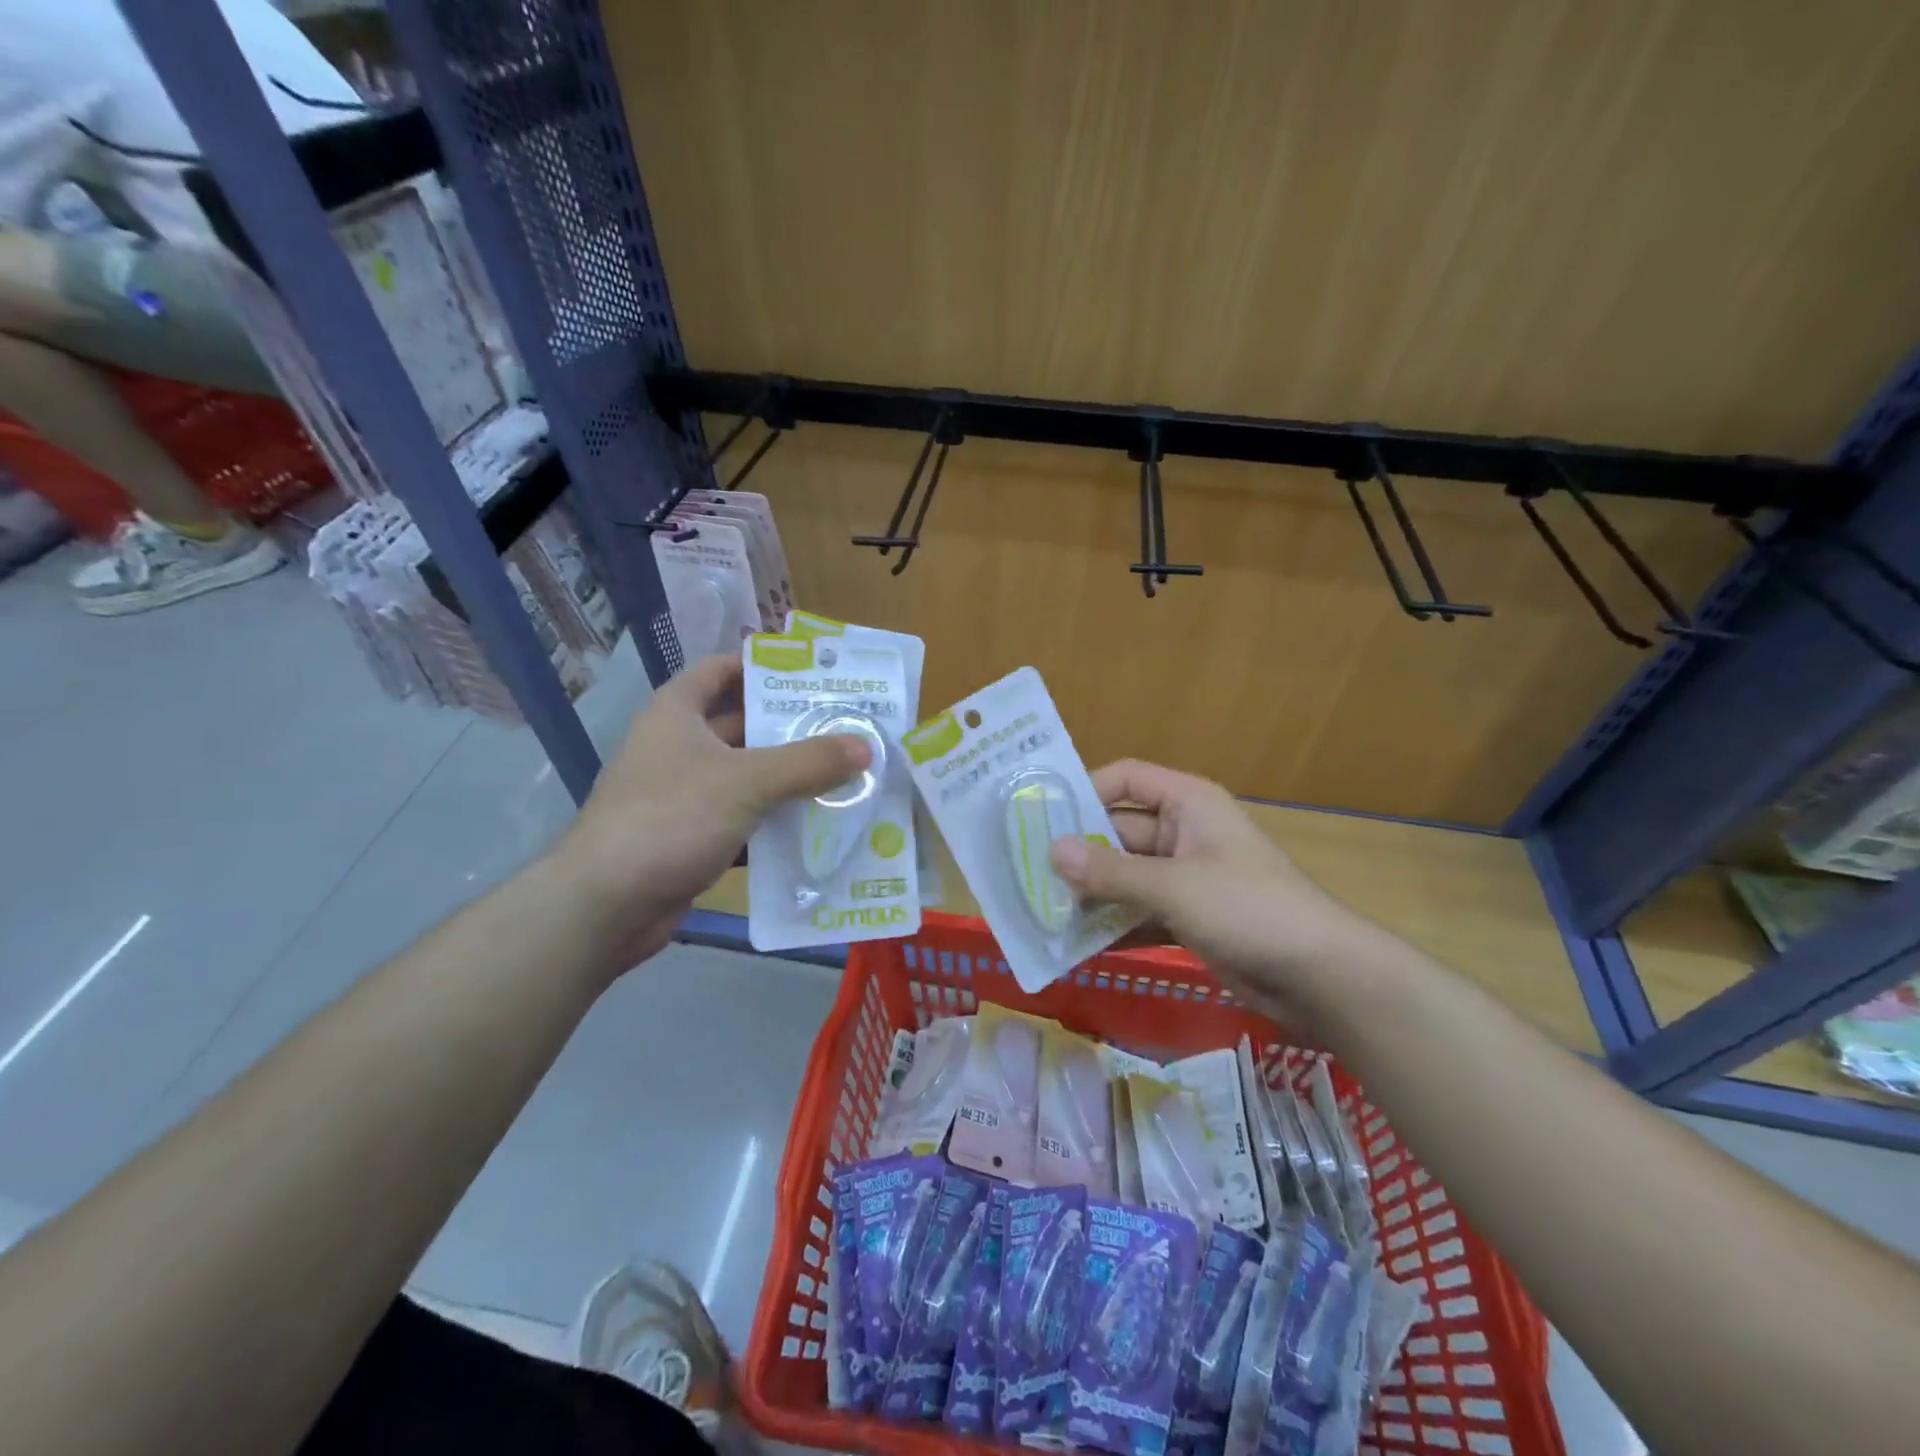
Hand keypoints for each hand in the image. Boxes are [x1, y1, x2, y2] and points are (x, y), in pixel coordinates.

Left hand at [548, 654, 869, 969]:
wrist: (606, 905)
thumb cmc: (671, 818)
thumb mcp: (746, 782)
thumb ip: (807, 762)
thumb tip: (864, 746)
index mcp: (676, 714)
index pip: (719, 671)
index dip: (759, 665)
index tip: (809, 673)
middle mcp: (678, 748)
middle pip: (741, 726)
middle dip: (789, 727)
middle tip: (845, 727)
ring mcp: (683, 796)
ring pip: (746, 776)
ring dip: (788, 778)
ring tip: (844, 773)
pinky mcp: (691, 838)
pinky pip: (743, 819)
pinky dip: (774, 822)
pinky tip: (816, 826)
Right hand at [1047, 759, 1379, 1023]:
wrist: (1322, 977)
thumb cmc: (1248, 908)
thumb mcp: (1173, 886)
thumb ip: (1110, 872)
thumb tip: (1051, 851)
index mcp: (1187, 804)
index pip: (1125, 779)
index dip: (1083, 790)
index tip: (1039, 816)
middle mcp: (1184, 833)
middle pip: (1118, 831)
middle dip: (1078, 853)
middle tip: (1026, 871)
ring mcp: (1187, 878)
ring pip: (1126, 876)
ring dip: (1090, 893)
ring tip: (1039, 908)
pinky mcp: (1190, 918)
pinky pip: (1140, 912)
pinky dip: (1113, 924)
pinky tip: (1075, 942)